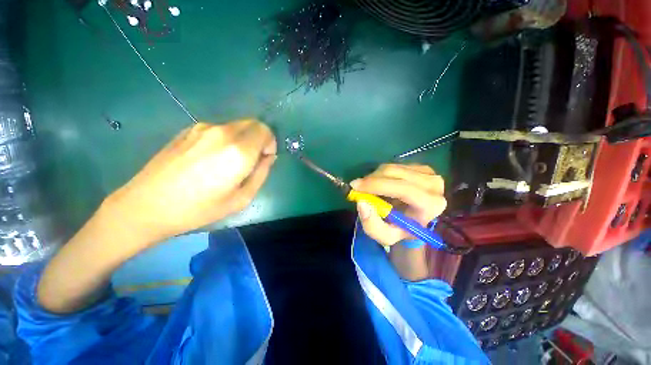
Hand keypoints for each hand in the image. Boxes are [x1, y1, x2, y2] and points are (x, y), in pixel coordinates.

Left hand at [105, 120, 276, 244]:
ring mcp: (202, 128)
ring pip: (236, 125)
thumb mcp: (242, 198)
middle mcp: (222, 132)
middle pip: (253, 124)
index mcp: (238, 151)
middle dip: (259, 139)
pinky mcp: (188, 129)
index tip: (263, 159)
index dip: (270, 143)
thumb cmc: (199, 208)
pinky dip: (226, 138)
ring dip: (243, 139)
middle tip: (251, 160)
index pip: (265, 131)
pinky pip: (219, 129)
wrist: (146, 205)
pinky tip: (211, 158)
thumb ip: (261, 173)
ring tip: (228, 162)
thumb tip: (269, 158)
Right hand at [350, 164, 445, 246]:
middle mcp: (434, 185)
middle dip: (371, 179)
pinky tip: (381, 184)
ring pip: (392, 167)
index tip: (356, 186)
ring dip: (375, 176)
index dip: (377, 185)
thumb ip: (372, 225)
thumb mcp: (384, 236)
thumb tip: (361, 202)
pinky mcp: (421, 167)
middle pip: (395, 174)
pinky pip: (394, 165)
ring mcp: (429, 173)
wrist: (413, 221)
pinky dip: (381, 173)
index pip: (403, 189)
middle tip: (357, 187)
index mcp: (430, 205)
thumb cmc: (400, 229)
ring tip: (369, 188)